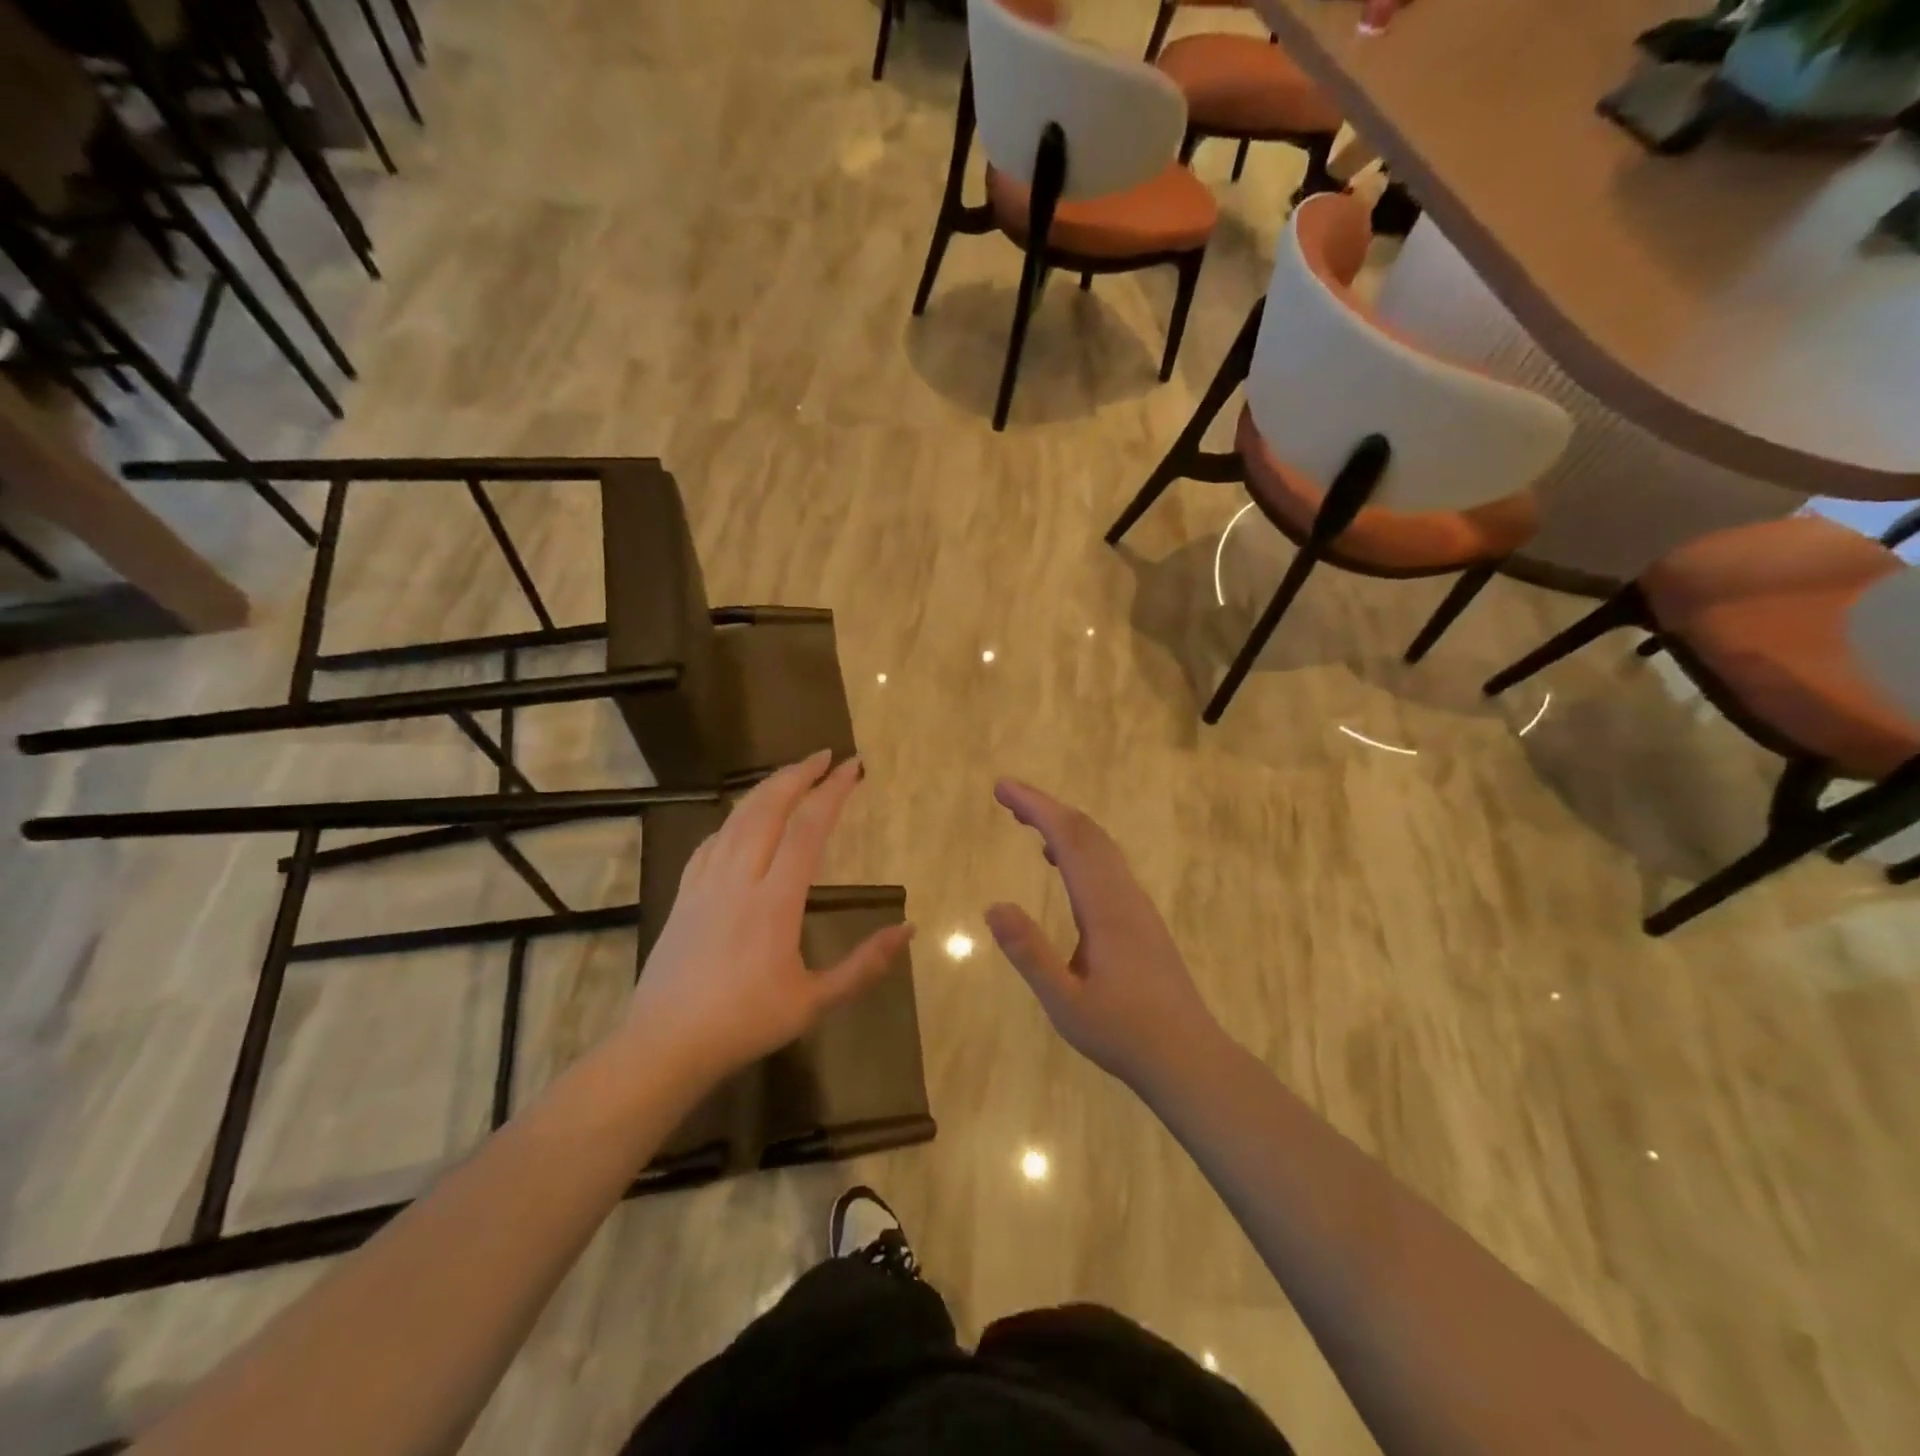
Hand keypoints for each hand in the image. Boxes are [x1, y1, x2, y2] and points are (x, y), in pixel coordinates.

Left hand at [623, 752, 913, 1089]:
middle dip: (798, 775)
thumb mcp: (814, 1003)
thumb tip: (909, 929)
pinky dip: (734, 819)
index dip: (832, 792)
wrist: (664, 1045)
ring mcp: (706, 883)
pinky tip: (741, 821)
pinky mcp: (684, 894)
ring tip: (791, 775)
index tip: (853, 767)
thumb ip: (864, 965)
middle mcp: (739, 878)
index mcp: (775, 901)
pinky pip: (712, 841)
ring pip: (737, 818)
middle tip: (824, 756)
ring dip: (766, 789)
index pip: (808, 830)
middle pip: (768, 808)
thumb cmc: (744, 1024)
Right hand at [985, 780, 1220, 1092]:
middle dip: (1046, 807)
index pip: (1069, 839)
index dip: (1036, 807)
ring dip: (1063, 825)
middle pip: (1087, 833)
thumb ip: (1029, 954)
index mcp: (1105, 907)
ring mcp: (1137, 905)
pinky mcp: (1141, 919)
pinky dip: (1078, 847)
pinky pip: (1107, 865)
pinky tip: (1060, 863)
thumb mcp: (1065, 1003)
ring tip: (1026, 820)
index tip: (1002, 788)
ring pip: (1100, 847)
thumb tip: (993, 906)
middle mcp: (1124, 895)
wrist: (1189, 1058)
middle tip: (1006, 796)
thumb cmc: (1124, 1034)